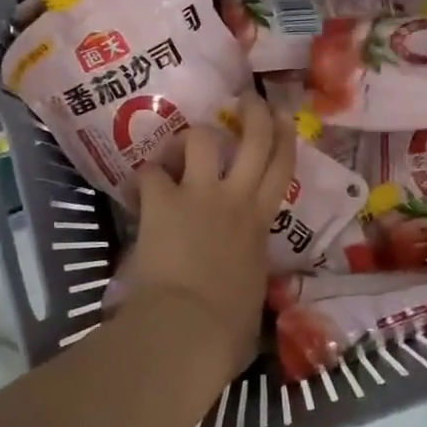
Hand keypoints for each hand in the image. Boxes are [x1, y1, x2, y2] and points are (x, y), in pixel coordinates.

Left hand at [122, 92, 295, 374]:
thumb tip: (245, 286)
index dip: (285, 136)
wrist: (187, 328)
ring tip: (182, 147)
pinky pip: (150, 173)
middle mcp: (235, 198)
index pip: (282, 167)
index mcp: (260, 222)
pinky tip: (141, 187)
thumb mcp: (253, 294)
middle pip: (254, 138)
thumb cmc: (228, 327)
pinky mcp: (162, 202)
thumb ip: (250, 274)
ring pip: (202, 139)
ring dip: (191, 138)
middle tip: (246, 98)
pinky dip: (145, 177)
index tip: (282, 115)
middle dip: (253, 111)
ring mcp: (198, 194)